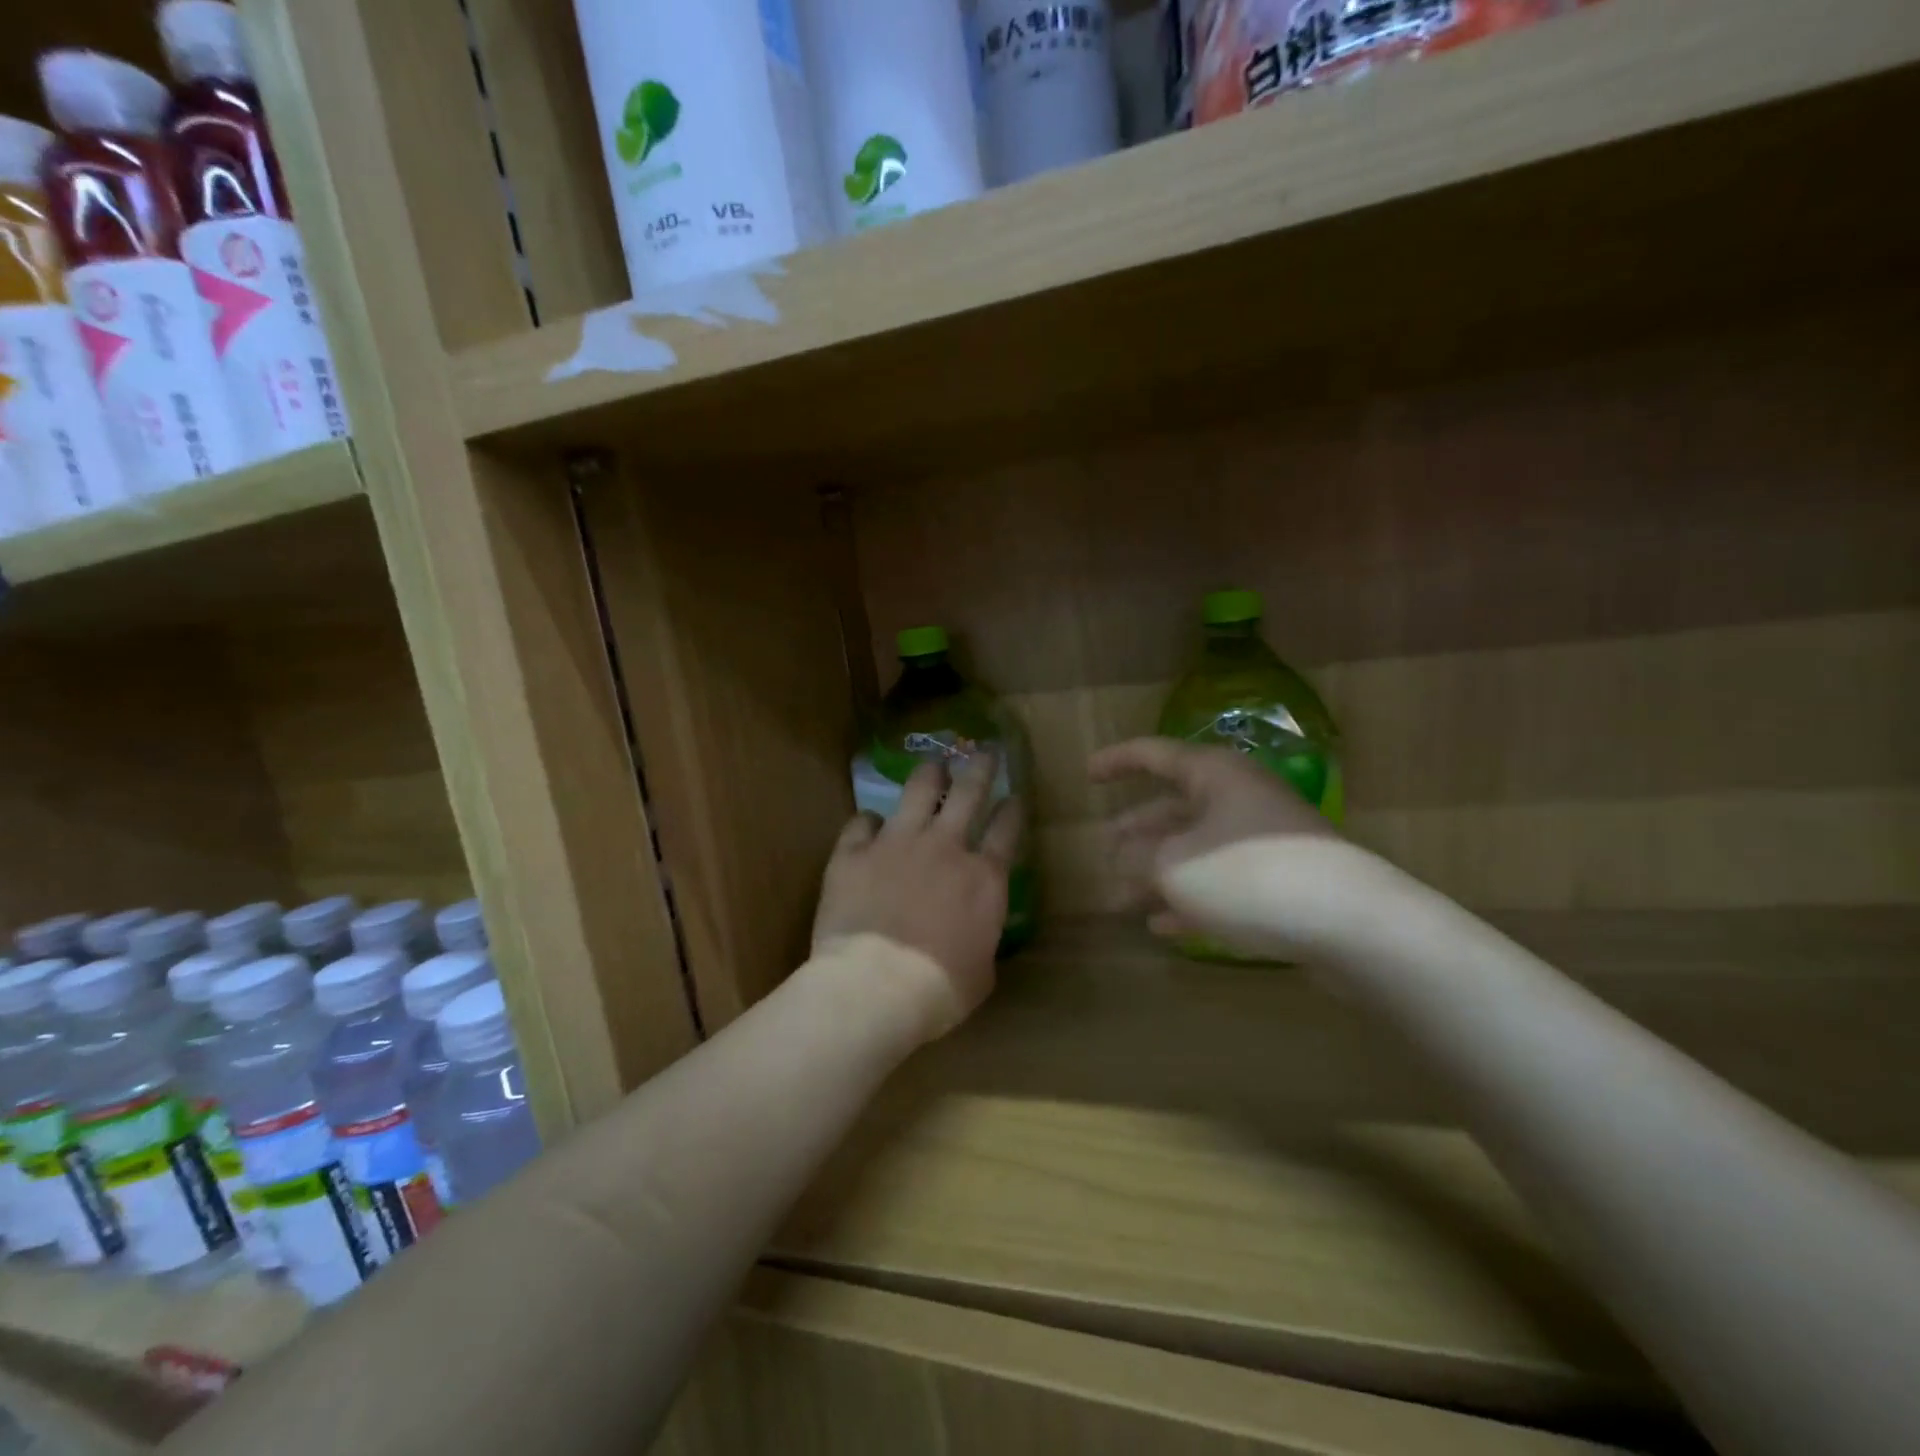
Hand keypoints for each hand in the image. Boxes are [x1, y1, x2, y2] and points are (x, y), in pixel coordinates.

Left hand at [812, 756, 1021, 1040]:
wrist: (876, 986)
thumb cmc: (940, 989)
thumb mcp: (982, 972)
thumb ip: (982, 938)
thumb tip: (975, 933)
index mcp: (983, 877)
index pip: (1006, 829)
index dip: (1012, 809)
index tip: (1014, 797)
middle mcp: (945, 847)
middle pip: (969, 792)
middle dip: (981, 768)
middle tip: (985, 752)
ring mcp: (897, 843)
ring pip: (918, 790)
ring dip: (930, 774)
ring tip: (934, 765)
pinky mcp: (855, 852)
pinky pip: (861, 822)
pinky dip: (868, 822)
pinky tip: (869, 824)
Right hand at [1090, 737, 1342, 956]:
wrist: (1353, 925)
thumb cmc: (1249, 875)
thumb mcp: (1172, 865)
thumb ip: (1134, 858)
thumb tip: (1120, 856)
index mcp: (1214, 776)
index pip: (1153, 755)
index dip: (1116, 761)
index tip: (1087, 774)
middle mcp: (1239, 800)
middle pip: (1173, 809)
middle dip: (1134, 834)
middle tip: (1102, 854)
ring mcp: (1263, 842)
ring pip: (1195, 851)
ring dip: (1155, 875)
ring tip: (1120, 901)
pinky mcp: (1281, 884)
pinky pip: (1221, 885)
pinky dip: (1189, 901)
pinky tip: (1164, 927)